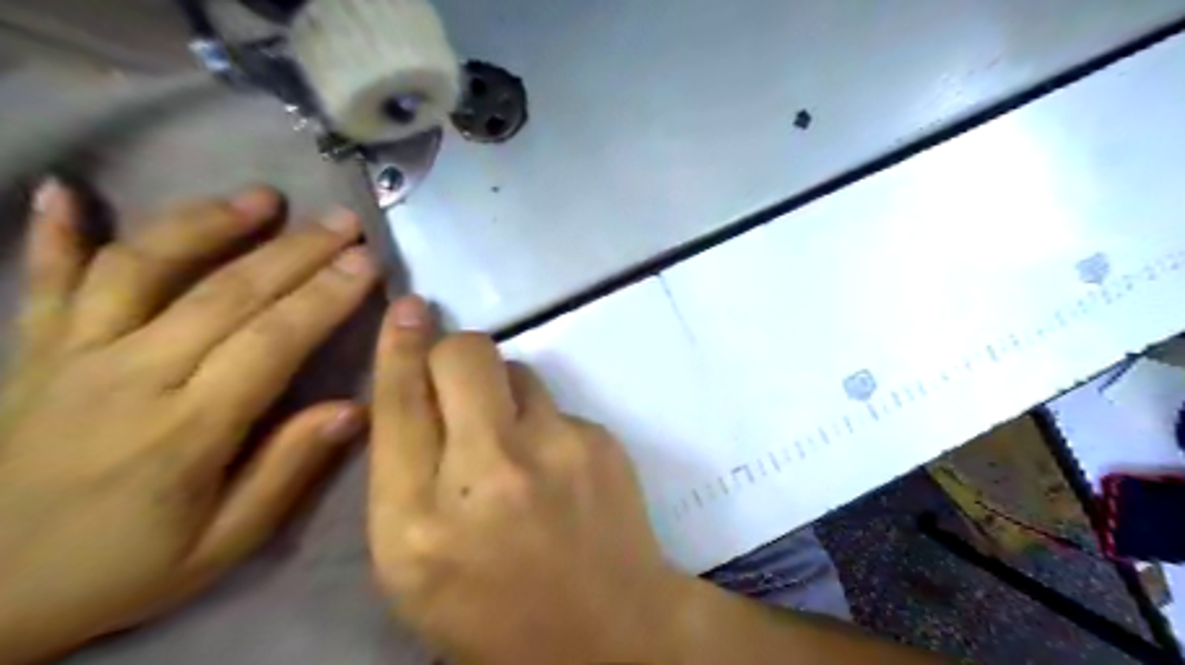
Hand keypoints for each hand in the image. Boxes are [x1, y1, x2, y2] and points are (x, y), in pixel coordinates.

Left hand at [1, 181, 376, 664]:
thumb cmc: (120, 568)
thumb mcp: (222, 544)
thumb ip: (286, 471)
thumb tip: (353, 409)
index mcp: (186, 428)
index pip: (273, 341)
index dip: (325, 296)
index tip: (368, 262)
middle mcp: (131, 376)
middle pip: (226, 294)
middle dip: (295, 251)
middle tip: (344, 221)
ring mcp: (73, 356)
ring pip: (144, 269)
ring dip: (206, 224)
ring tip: (261, 197)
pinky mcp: (33, 353)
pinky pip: (45, 282)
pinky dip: (54, 234)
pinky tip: (65, 190)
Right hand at [367, 299, 690, 662]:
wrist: (608, 630)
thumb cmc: (493, 608)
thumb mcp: (414, 561)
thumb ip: (403, 474)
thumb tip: (414, 391)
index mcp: (419, 521)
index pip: (398, 404)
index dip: (398, 347)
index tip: (407, 308)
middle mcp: (488, 473)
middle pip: (464, 355)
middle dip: (454, 351)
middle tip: (458, 376)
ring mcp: (555, 450)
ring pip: (517, 369)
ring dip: (504, 392)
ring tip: (516, 443)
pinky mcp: (600, 440)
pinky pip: (556, 404)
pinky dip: (545, 423)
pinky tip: (557, 468)